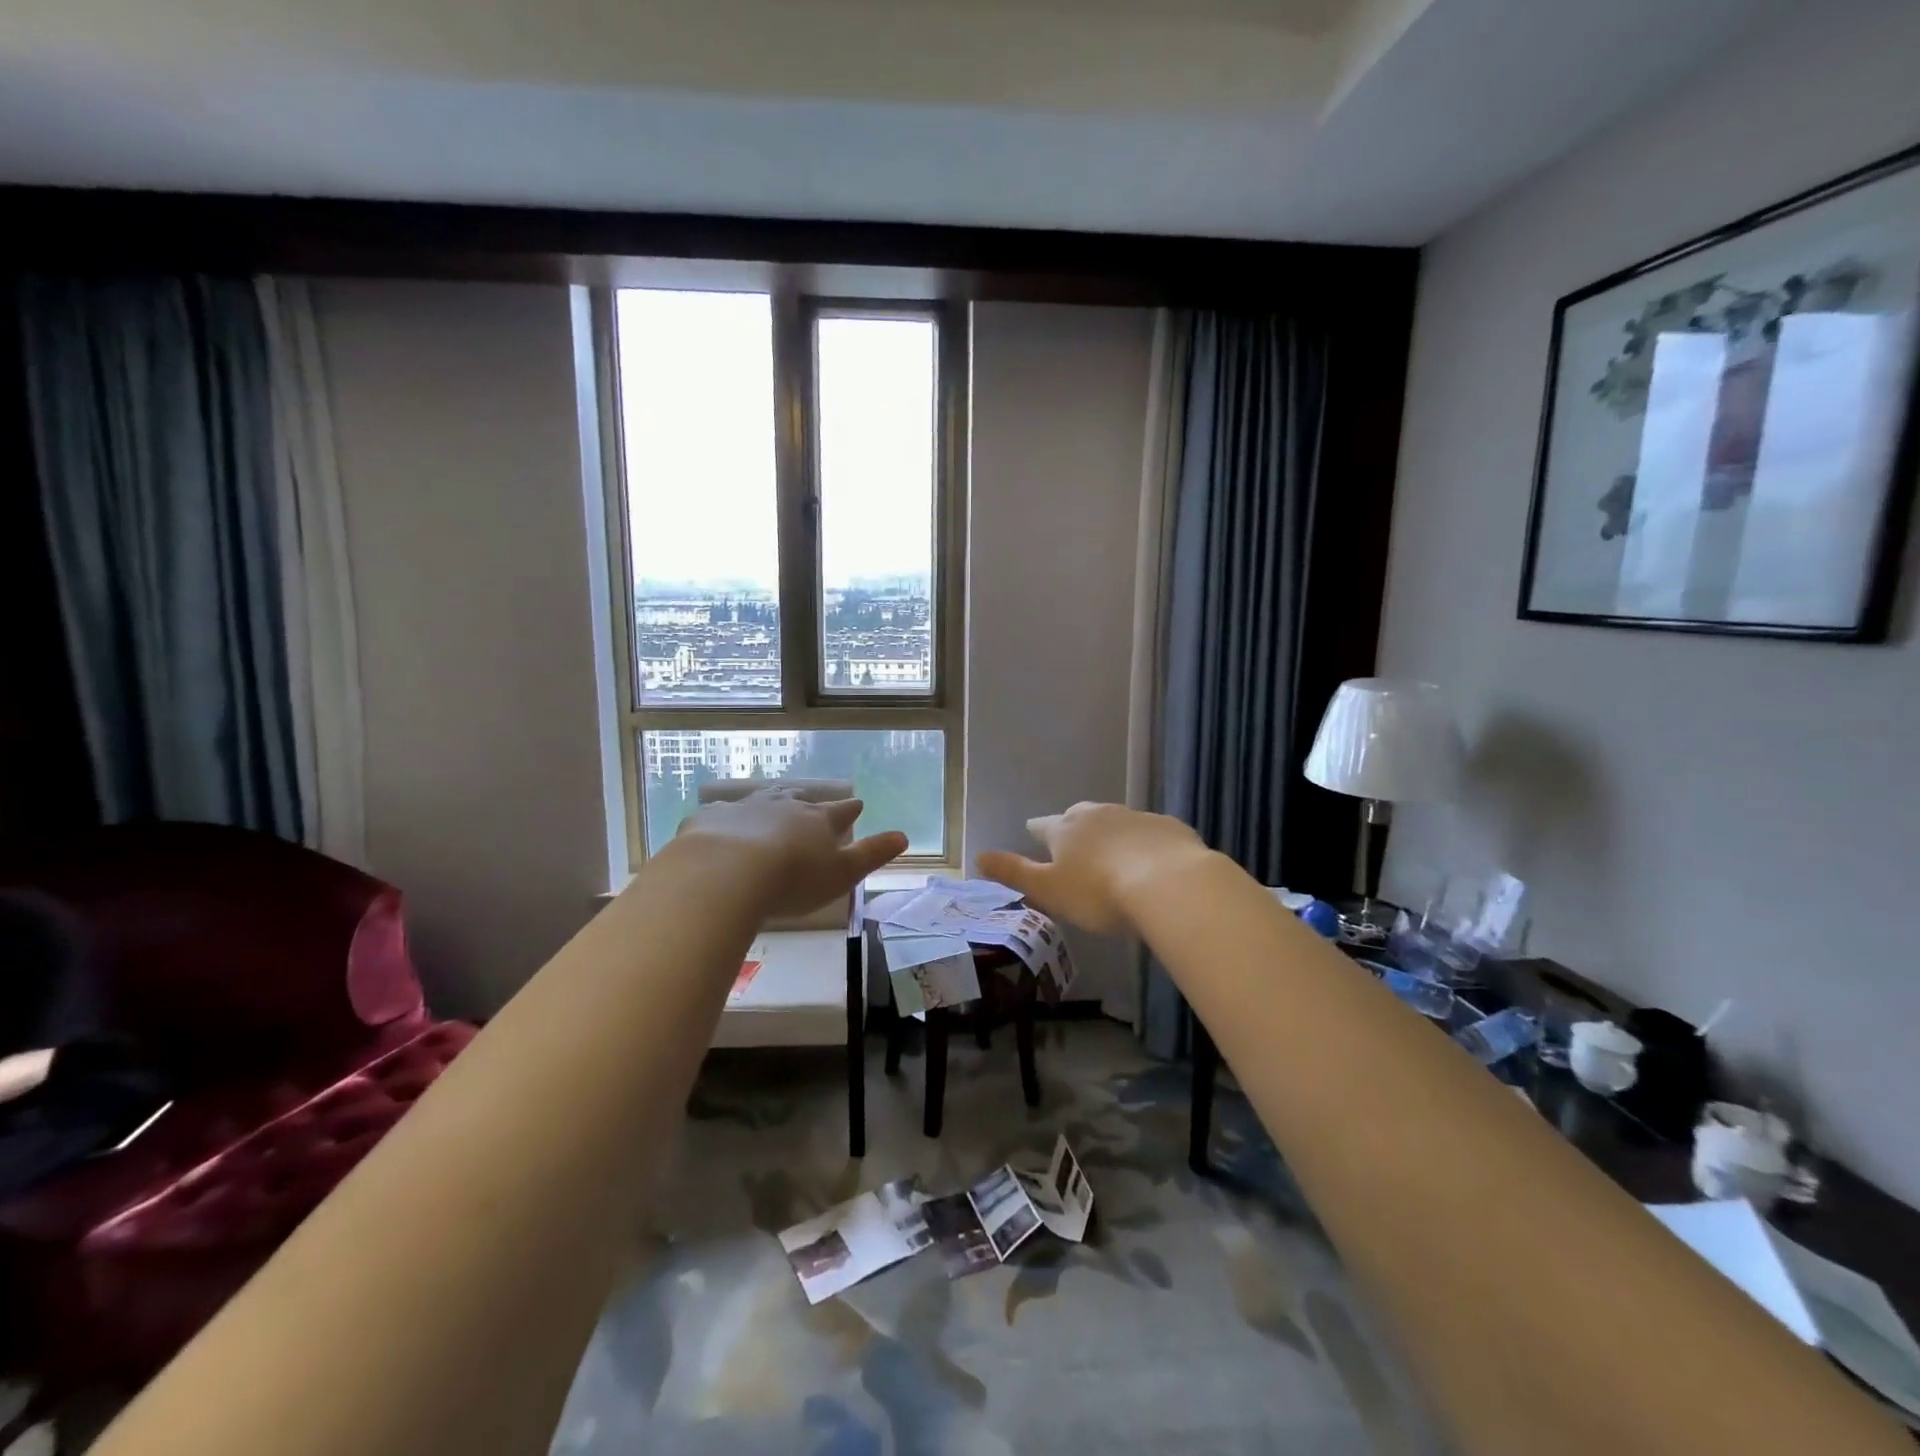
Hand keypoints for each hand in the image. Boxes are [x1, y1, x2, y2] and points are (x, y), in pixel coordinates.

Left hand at [674, 788, 907, 919]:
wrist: (726, 873)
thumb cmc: (792, 880)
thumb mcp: (842, 874)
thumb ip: (872, 854)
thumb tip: (903, 836)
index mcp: (817, 821)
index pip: (840, 811)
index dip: (850, 809)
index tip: (857, 805)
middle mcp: (783, 807)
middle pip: (799, 800)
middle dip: (806, 801)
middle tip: (809, 802)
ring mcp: (744, 809)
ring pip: (762, 800)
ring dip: (769, 802)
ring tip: (772, 803)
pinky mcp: (709, 819)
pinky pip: (721, 813)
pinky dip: (726, 818)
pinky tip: (721, 825)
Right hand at [976, 802, 1209, 934]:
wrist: (1170, 884)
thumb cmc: (1100, 892)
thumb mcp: (1049, 890)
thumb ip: (1015, 873)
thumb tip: (978, 855)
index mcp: (1066, 829)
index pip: (1044, 826)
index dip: (1037, 831)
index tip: (1033, 831)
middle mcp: (1098, 815)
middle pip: (1080, 816)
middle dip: (1074, 826)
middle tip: (1073, 841)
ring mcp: (1136, 817)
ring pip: (1116, 821)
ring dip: (1111, 833)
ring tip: (1112, 853)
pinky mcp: (1169, 827)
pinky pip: (1150, 832)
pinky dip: (1145, 843)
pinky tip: (1152, 860)